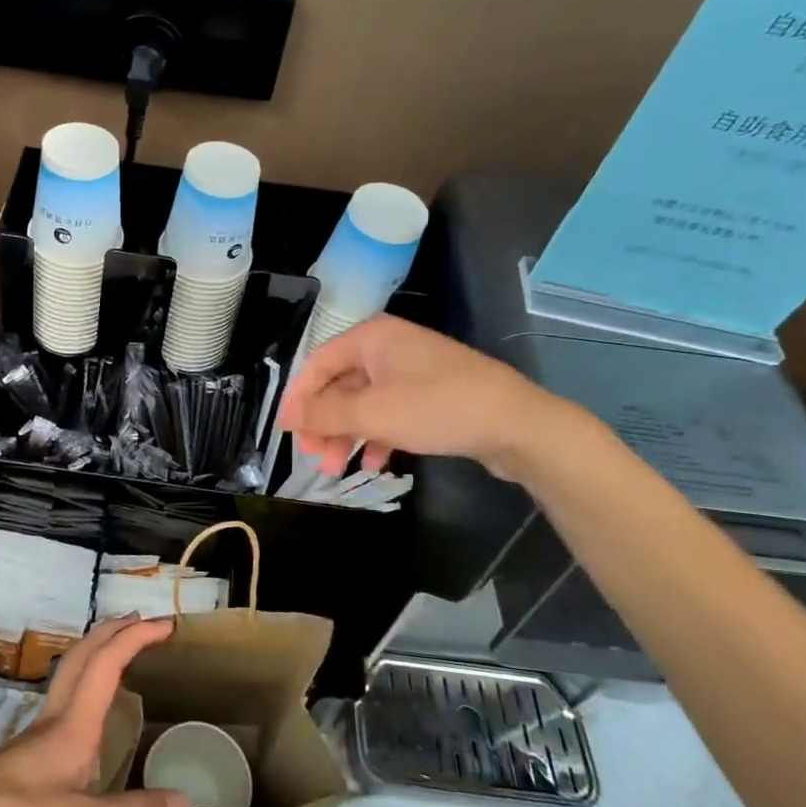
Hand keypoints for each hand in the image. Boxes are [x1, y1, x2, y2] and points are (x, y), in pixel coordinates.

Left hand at [0, 615, 188, 806]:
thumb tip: (187, 802)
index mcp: (72, 724)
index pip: (106, 663)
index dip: (136, 637)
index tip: (166, 624)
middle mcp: (55, 718)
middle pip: (83, 655)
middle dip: (114, 630)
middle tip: (143, 622)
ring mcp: (37, 735)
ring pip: (70, 673)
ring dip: (98, 652)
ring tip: (122, 654)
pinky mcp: (27, 754)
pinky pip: (65, 698)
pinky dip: (86, 682)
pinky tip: (92, 713)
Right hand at [277, 315, 568, 480]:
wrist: (518, 425)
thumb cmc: (437, 408)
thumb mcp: (372, 412)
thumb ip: (324, 414)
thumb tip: (287, 416)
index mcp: (372, 337)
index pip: (318, 362)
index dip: (299, 397)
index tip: (287, 432)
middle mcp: (389, 348)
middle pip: (340, 384)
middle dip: (324, 422)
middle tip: (314, 456)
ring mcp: (412, 372)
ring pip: (364, 403)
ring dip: (347, 435)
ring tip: (337, 468)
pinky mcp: (431, 396)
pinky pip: (390, 413)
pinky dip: (376, 436)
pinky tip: (373, 463)